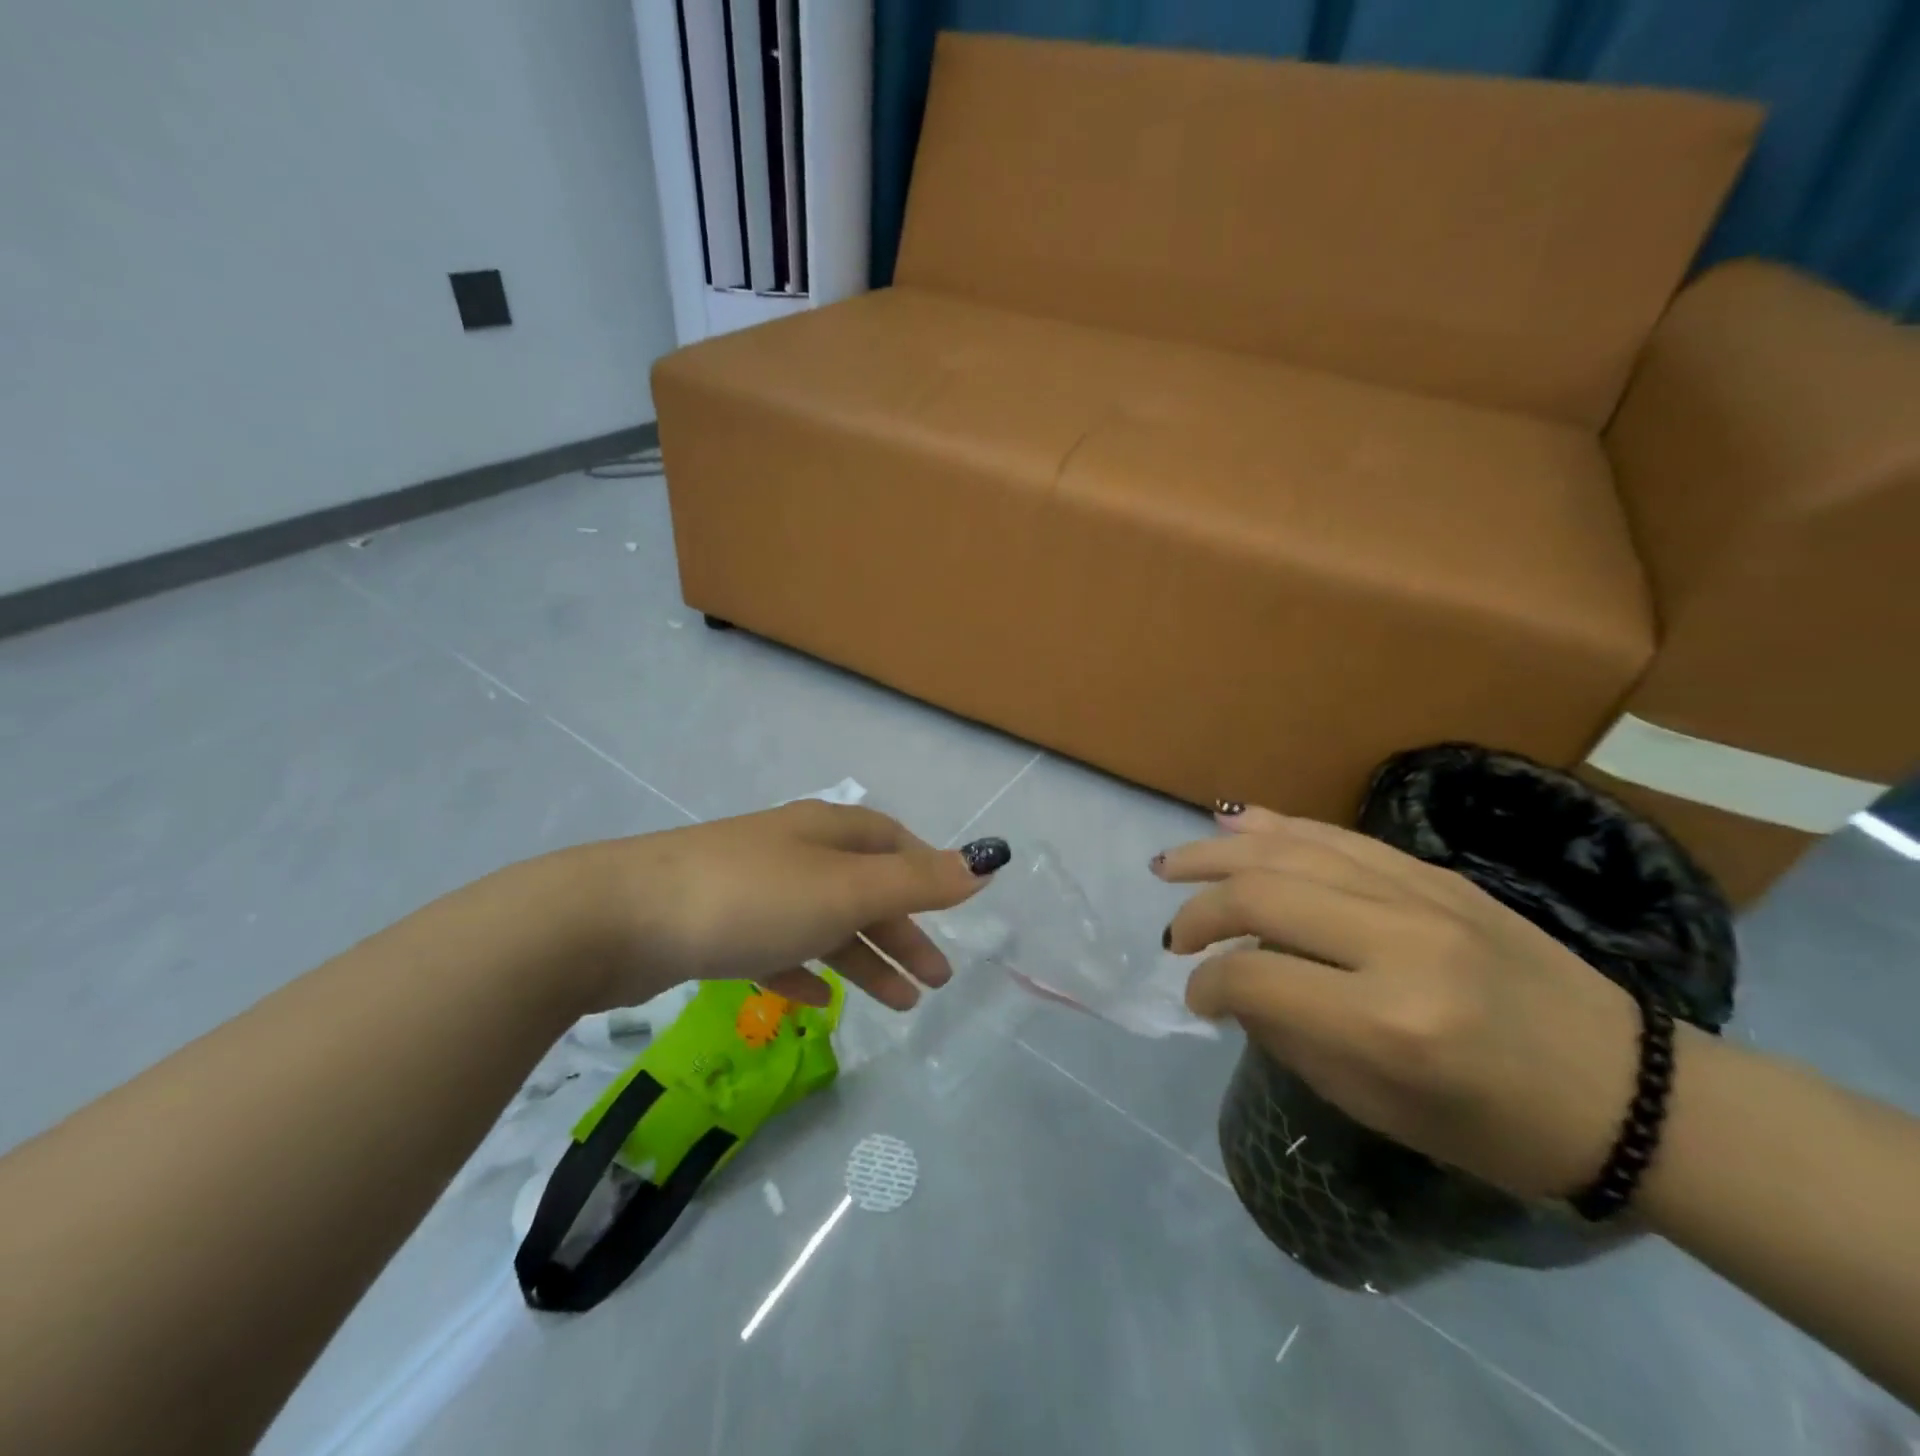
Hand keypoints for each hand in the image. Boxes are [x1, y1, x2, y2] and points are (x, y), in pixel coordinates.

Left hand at [572, 801, 1009, 1012]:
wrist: (618, 920)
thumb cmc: (751, 898)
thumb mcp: (846, 890)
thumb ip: (918, 882)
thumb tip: (986, 861)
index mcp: (827, 832)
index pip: (892, 842)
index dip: (926, 873)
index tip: (952, 913)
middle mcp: (794, 851)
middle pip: (863, 888)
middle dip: (903, 931)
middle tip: (936, 981)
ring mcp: (753, 888)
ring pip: (825, 923)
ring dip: (863, 959)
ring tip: (897, 1004)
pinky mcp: (717, 927)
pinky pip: (778, 949)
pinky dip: (806, 971)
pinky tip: (817, 1003)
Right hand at [1154, 811, 1640, 1199]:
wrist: (1632, 1094)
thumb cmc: (1502, 1129)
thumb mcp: (1381, 1107)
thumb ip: (1293, 1036)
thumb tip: (1233, 983)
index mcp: (1389, 1022)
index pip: (1256, 978)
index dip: (1208, 985)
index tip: (1196, 997)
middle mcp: (1398, 942)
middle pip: (1262, 895)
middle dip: (1200, 911)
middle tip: (1173, 934)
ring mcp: (1421, 896)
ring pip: (1291, 850)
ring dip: (1219, 852)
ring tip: (1171, 862)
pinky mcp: (1436, 875)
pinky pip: (1338, 837)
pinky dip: (1277, 827)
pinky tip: (1234, 822)